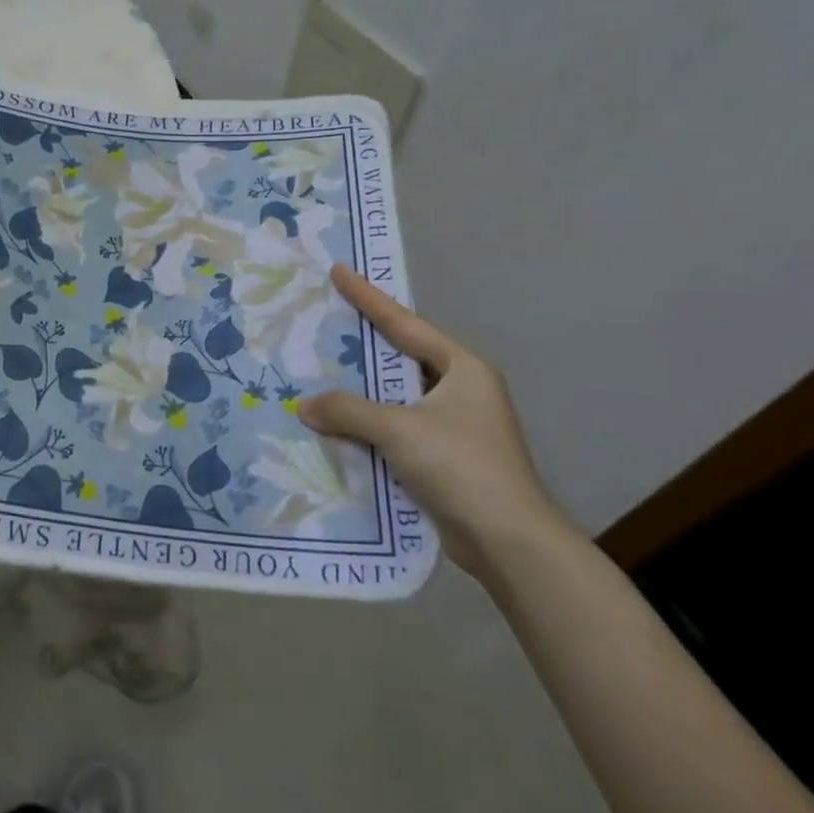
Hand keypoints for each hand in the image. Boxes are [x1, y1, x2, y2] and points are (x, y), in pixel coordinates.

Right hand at [297, 264, 566, 577]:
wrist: (508, 541)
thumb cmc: (461, 466)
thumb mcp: (399, 429)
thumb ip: (348, 411)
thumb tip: (305, 406)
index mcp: (462, 369)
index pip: (405, 324)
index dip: (369, 297)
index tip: (340, 270)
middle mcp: (461, 390)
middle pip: (401, 358)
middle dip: (363, 344)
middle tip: (325, 322)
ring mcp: (455, 426)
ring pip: (396, 396)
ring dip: (362, 391)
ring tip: (320, 373)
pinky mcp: (445, 458)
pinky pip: (397, 428)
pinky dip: (369, 425)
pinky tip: (337, 424)